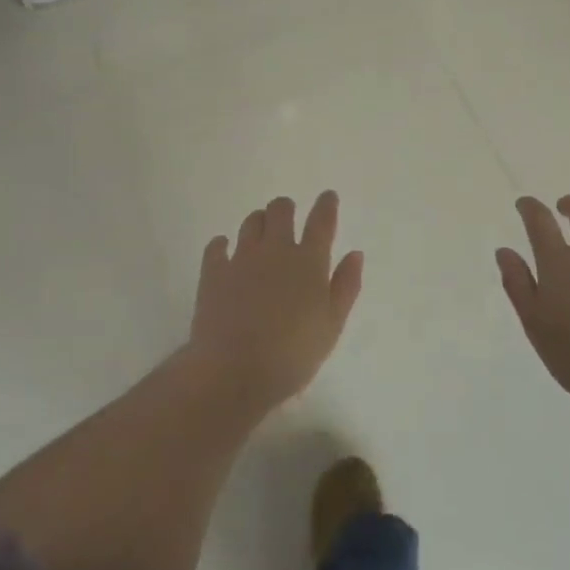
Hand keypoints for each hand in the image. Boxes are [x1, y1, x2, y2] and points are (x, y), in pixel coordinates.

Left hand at [186, 191, 363, 416]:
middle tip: (288, 217)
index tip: (328, 196)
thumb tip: (355, 253)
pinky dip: (222, 244)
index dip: (326, 205)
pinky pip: (216, 246)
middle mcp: (276, 250)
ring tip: (261, 233)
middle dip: (286, 208)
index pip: (321, 222)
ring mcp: (241, 258)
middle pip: (280, 210)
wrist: (234, 373)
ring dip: (259, 221)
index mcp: (309, 262)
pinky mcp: (213, 272)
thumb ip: (346, 286)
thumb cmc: (292, 355)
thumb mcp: (332, 326)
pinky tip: (224, 249)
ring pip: (251, 221)